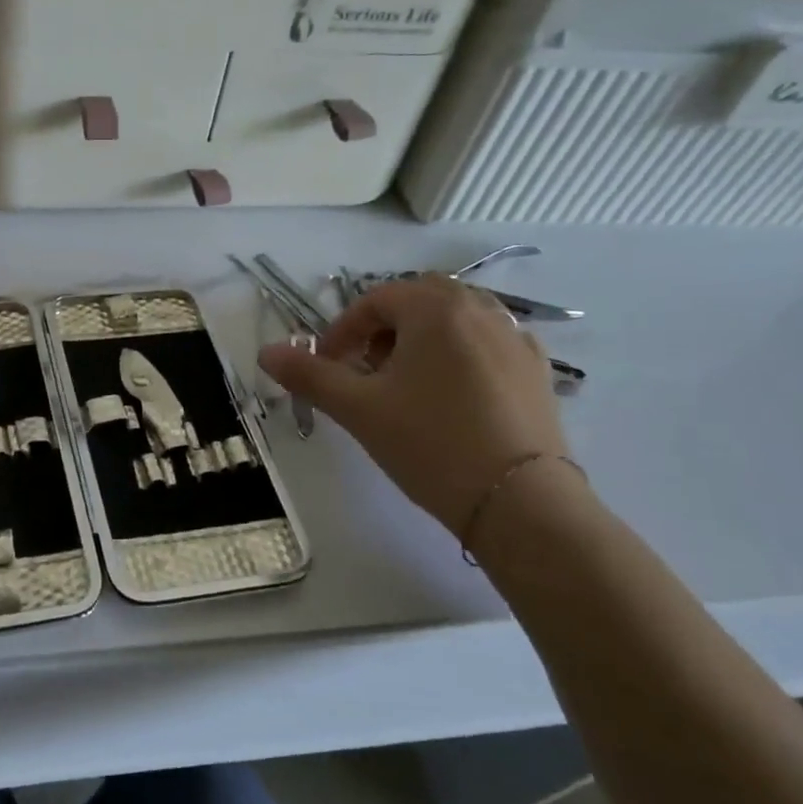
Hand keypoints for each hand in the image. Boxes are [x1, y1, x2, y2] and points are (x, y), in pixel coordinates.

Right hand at [258, 274, 567, 532]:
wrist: (520, 503)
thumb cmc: (429, 443)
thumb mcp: (358, 408)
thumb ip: (309, 375)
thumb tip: (265, 352)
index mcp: (435, 309)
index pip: (375, 300)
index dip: (342, 330)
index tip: (328, 366)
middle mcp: (480, 310)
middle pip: (419, 300)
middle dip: (384, 327)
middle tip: (366, 368)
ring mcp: (515, 339)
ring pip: (456, 319)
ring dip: (421, 338)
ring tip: (406, 384)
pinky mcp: (537, 371)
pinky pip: (487, 344)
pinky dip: (459, 355)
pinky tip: (452, 397)